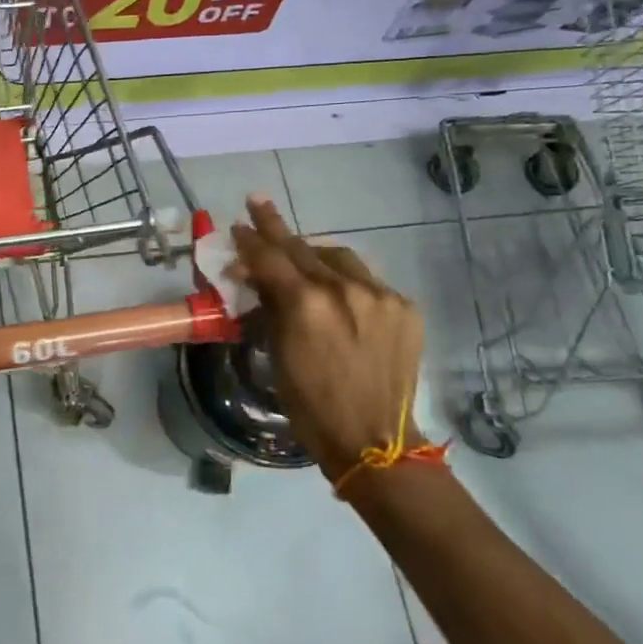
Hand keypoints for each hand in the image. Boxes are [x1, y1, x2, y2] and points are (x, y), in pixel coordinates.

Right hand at [230, 196, 427, 477]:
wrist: (374, 439)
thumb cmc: (310, 405)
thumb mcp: (277, 353)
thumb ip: (270, 307)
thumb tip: (257, 278)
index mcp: (307, 304)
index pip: (270, 258)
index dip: (250, 239)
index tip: (238, 222)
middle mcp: (346, 289)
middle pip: (303, 249)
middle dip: (276, 228)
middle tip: (258, 204)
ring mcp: (380, 296)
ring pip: (339, 258)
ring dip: (314, 254)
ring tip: (299, 256)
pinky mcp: (404, 307)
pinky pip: (367, 281)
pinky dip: (347, 281)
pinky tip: (338, 294)